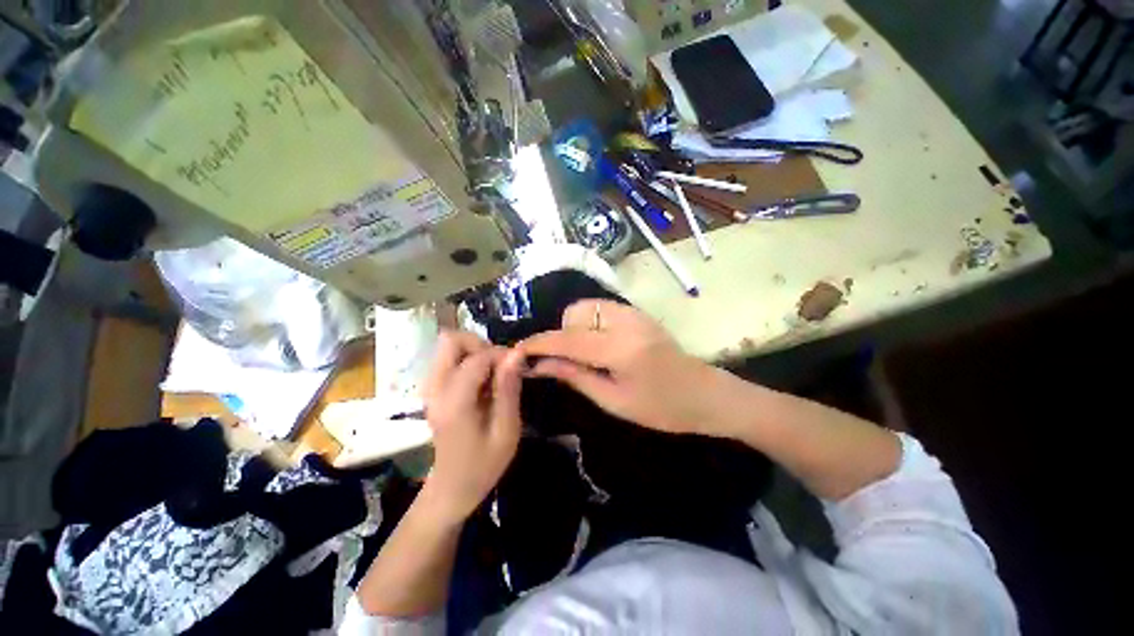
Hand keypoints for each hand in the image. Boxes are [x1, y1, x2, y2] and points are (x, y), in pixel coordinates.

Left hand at [420, 331, 524, 523]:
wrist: (452, 488)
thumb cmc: (484, 465)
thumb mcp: (507, 430)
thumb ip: (509, 389)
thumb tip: (516, 353)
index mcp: (454, 402)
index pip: (476, 358)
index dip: (501, 355)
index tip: (518, 367)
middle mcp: (435, 389)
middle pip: (451, 340)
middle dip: (480, 345)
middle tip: (499, 367)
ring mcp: (430, 388)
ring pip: (448, 347)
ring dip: (474, 352)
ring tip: (492, 375)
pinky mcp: (432, 390)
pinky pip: (448, 359)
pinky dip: (468, 361)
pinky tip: (481, 383)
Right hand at [518, 300, 732, 436]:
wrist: (705, 394)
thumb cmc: (662, 409)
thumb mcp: (614, 401)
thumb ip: (575, 376)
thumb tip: (540, 364)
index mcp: (620, 349)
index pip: (568, 339)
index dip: (539, 343)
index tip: (518, 350)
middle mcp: (626, 321)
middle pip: (574, 313)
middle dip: (562, 335)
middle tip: (569, 362)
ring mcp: (634, 313)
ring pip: (586, 307)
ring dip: (576, 327)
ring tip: (587, 354)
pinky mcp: (638, 312)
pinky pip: (601, 309)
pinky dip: (590, 323)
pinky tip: (601, 344)